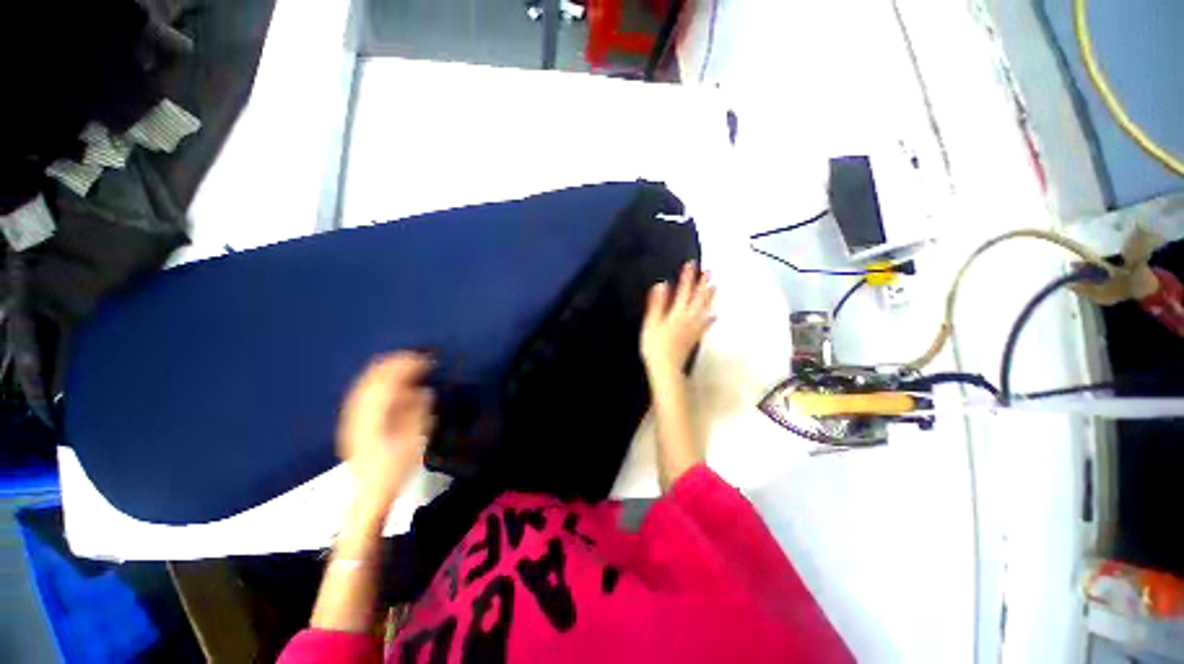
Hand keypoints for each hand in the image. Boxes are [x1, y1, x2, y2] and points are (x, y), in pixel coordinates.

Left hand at [337, 352, 434, 516]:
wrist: (370, 493)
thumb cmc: (396, 467)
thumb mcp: (415, 440)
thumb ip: (418, 411)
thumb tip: (422, 390)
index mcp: (375, 416)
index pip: (389, 381)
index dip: (407, 366)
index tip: (425, 359)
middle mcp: (359, 413)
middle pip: (373, 378)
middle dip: (395, 363)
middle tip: (416, 356)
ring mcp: (352, 417)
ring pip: (366, 384)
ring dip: (385, 370)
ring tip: (403, 362)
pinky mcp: (352, 422)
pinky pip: (362, 393)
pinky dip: (376, 381)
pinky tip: (386, 381)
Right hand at [641, 261, 715, 378]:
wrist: (667, 368)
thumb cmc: (655, 346)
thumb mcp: (651, 323)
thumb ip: (657, 304)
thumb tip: (661, 284)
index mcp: (678, 313)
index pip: (684, 290)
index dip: (688, 276)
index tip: (692, 263)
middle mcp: (690, 318)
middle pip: (699, 298)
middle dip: (703, 283)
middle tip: (709, 270)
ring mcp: (695, 329)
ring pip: (705, 309)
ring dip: (710, 297)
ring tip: (715, 286)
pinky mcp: (696, 338)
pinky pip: (706, 325)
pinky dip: (711, 318)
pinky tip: (714, 316)